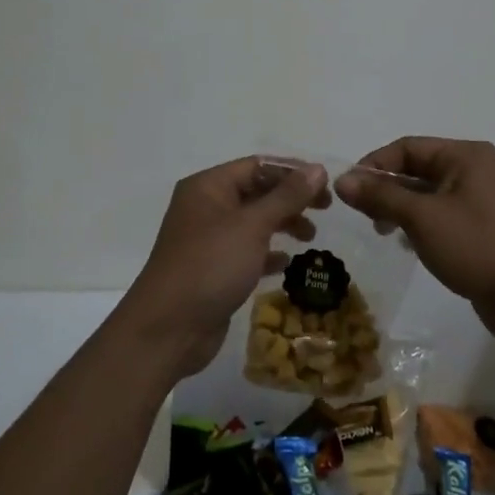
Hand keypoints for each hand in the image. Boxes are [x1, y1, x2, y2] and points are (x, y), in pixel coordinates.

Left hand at [123, 156, 330, 377]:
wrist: (168, 328)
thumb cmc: (210, 265)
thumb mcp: (252, 226)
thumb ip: (287, 196)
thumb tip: (318, 168)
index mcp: (208, 186)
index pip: (257, 165)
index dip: (293, 171)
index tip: (327, 184)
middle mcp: (206, 207)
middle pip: (256, 192)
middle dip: (291, 198)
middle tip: (326, 209)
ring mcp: (208, 239)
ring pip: (253, 222)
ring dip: (283, 224)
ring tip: (310, 237)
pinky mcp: (213, 269)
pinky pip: (247, 251)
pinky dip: (268, 253)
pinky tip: (286, 263)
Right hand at [336, 138, 494, 342]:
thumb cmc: (476, 247)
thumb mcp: (422, 218)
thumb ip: (381, 196)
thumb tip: (342, 179)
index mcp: (465, 155)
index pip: (408, 147)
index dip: (374, 164)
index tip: (348, 190)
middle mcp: (474, 170)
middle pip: (417, 168)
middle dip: (386, 188)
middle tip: (362, 214)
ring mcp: (479, 199)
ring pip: (426, 194)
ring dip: (399, 207)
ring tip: (381, 230)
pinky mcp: (480, 227)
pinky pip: (439, 214)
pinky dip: (418, 223)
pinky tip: (405, 244)